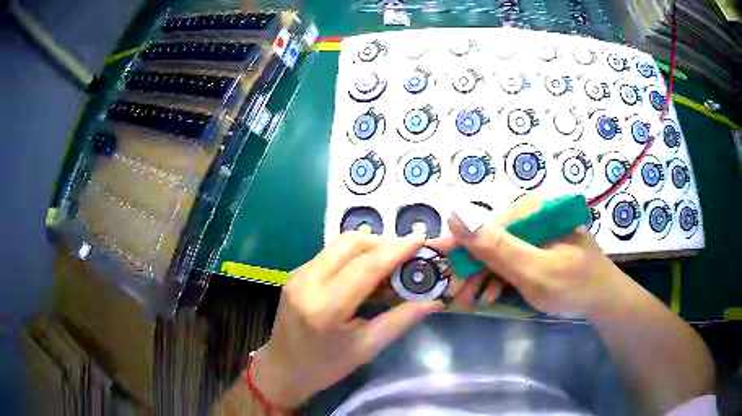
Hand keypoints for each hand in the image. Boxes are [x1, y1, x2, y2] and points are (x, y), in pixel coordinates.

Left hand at [250, 232, 443, 408]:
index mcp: (324, 307)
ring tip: (392, 262)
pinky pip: (331, 253)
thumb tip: (433, 301)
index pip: (366, 267)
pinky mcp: (296, 272)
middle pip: (351, 243)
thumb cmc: (324, 367)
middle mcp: (307, 281)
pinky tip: (368, 271)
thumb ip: (399, 321)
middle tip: (408, 255)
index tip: (421, 239)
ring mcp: (298, 274)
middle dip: (384, 242)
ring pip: (340, 244)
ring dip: (370, 247)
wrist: (282, 368)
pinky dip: (354, 255)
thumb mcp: (366, 349)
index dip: (396, 250)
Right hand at [440, 195, 622, 316]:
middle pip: (493, 238)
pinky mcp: (541, 246)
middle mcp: (535, 214)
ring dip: (483, 275)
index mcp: (536, 209)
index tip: (438, 259)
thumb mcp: (532, 269)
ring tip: (469, 299)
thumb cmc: (572, 285)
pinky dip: (500, 276)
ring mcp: (538, 231)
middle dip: (473, 266)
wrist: (603, 301)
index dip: (462, 243)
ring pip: (501, 250)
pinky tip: (490, 293)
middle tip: (456, 293)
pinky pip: (513, 258)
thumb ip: (495, 245)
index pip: (489, 222)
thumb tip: (455, 213)